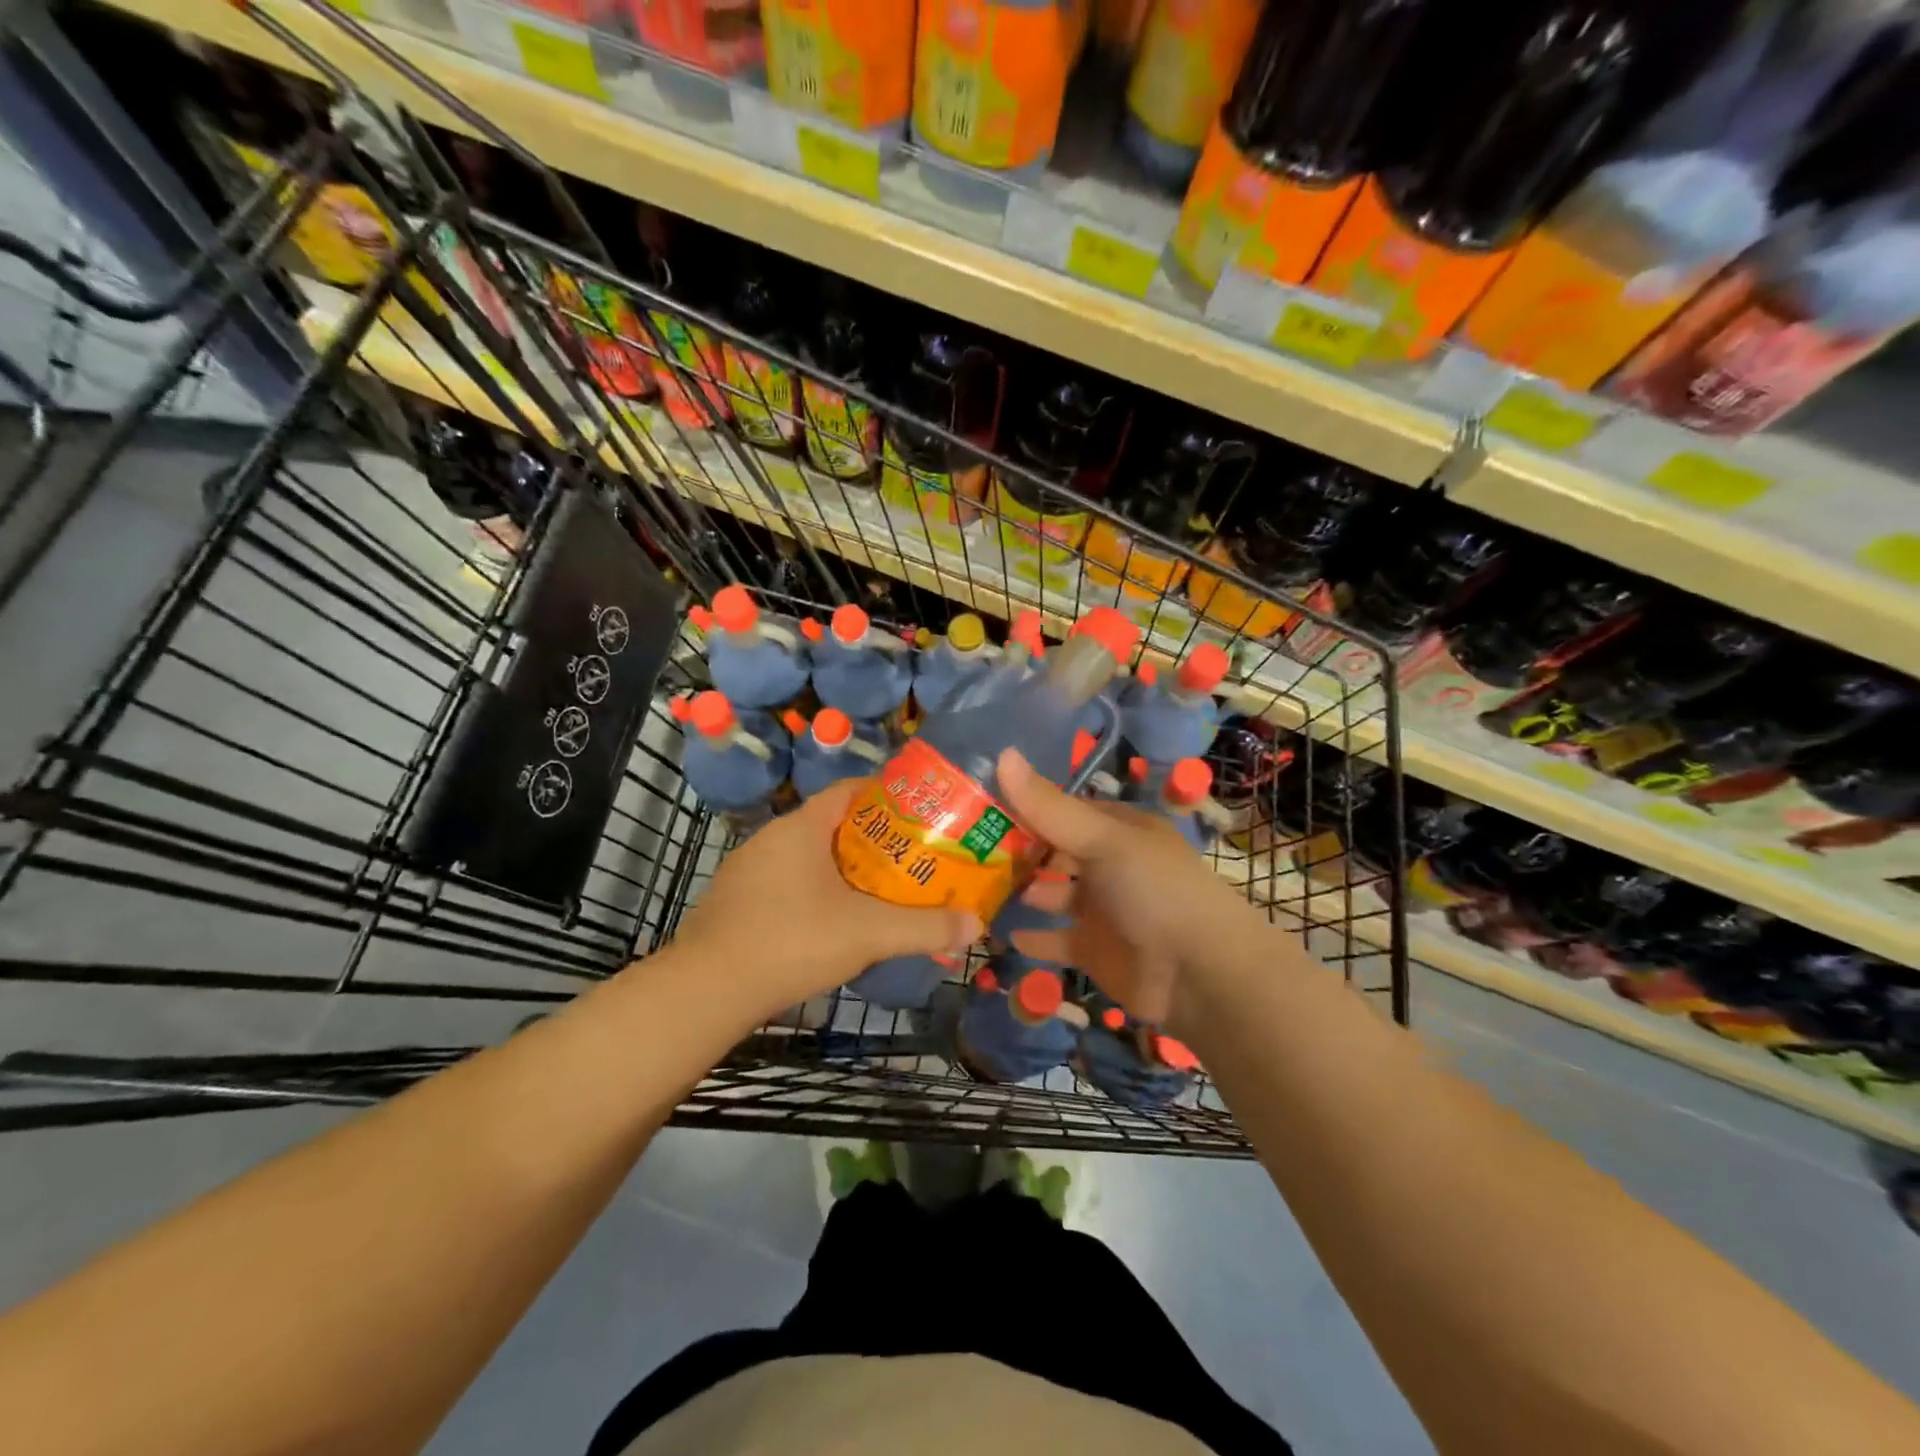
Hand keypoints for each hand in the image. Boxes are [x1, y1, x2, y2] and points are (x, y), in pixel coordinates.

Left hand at [671, 779, 980, 1022]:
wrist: (707, 990)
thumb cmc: (792, 940)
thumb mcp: (868, 933)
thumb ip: (924, 928)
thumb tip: (977, 924)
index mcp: (802, 827)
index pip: (850, 790)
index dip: (887, 796)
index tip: (920, 812)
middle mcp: (772, 838)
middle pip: (833, 824)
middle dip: (873, 838)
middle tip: (911, 857)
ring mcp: (748, 870)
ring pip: (808, 857)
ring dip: (843, 868)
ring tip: (881, 889)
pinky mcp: (736, 902)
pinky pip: (787, 883)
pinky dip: (816, 892)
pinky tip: (833, 922)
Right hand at [996, 748, 1257, 1026]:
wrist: (1200, 974)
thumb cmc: (1154, 890)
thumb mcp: (1103, 840)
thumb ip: (1050, 807)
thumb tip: (1002, 755)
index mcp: (1116, 829)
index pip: (1061, 809)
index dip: (1022, 805)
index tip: (975, 804)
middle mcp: (1107, 864)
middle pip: (1052, 851)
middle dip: (1014, 850)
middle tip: (960, 848)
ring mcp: (1100, 909)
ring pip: (1050, 893)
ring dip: (1019, 891)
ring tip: (970, 888)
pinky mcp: (1094, 950)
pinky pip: (1054, 939)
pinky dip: (1031, 937)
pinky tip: (999, 933)